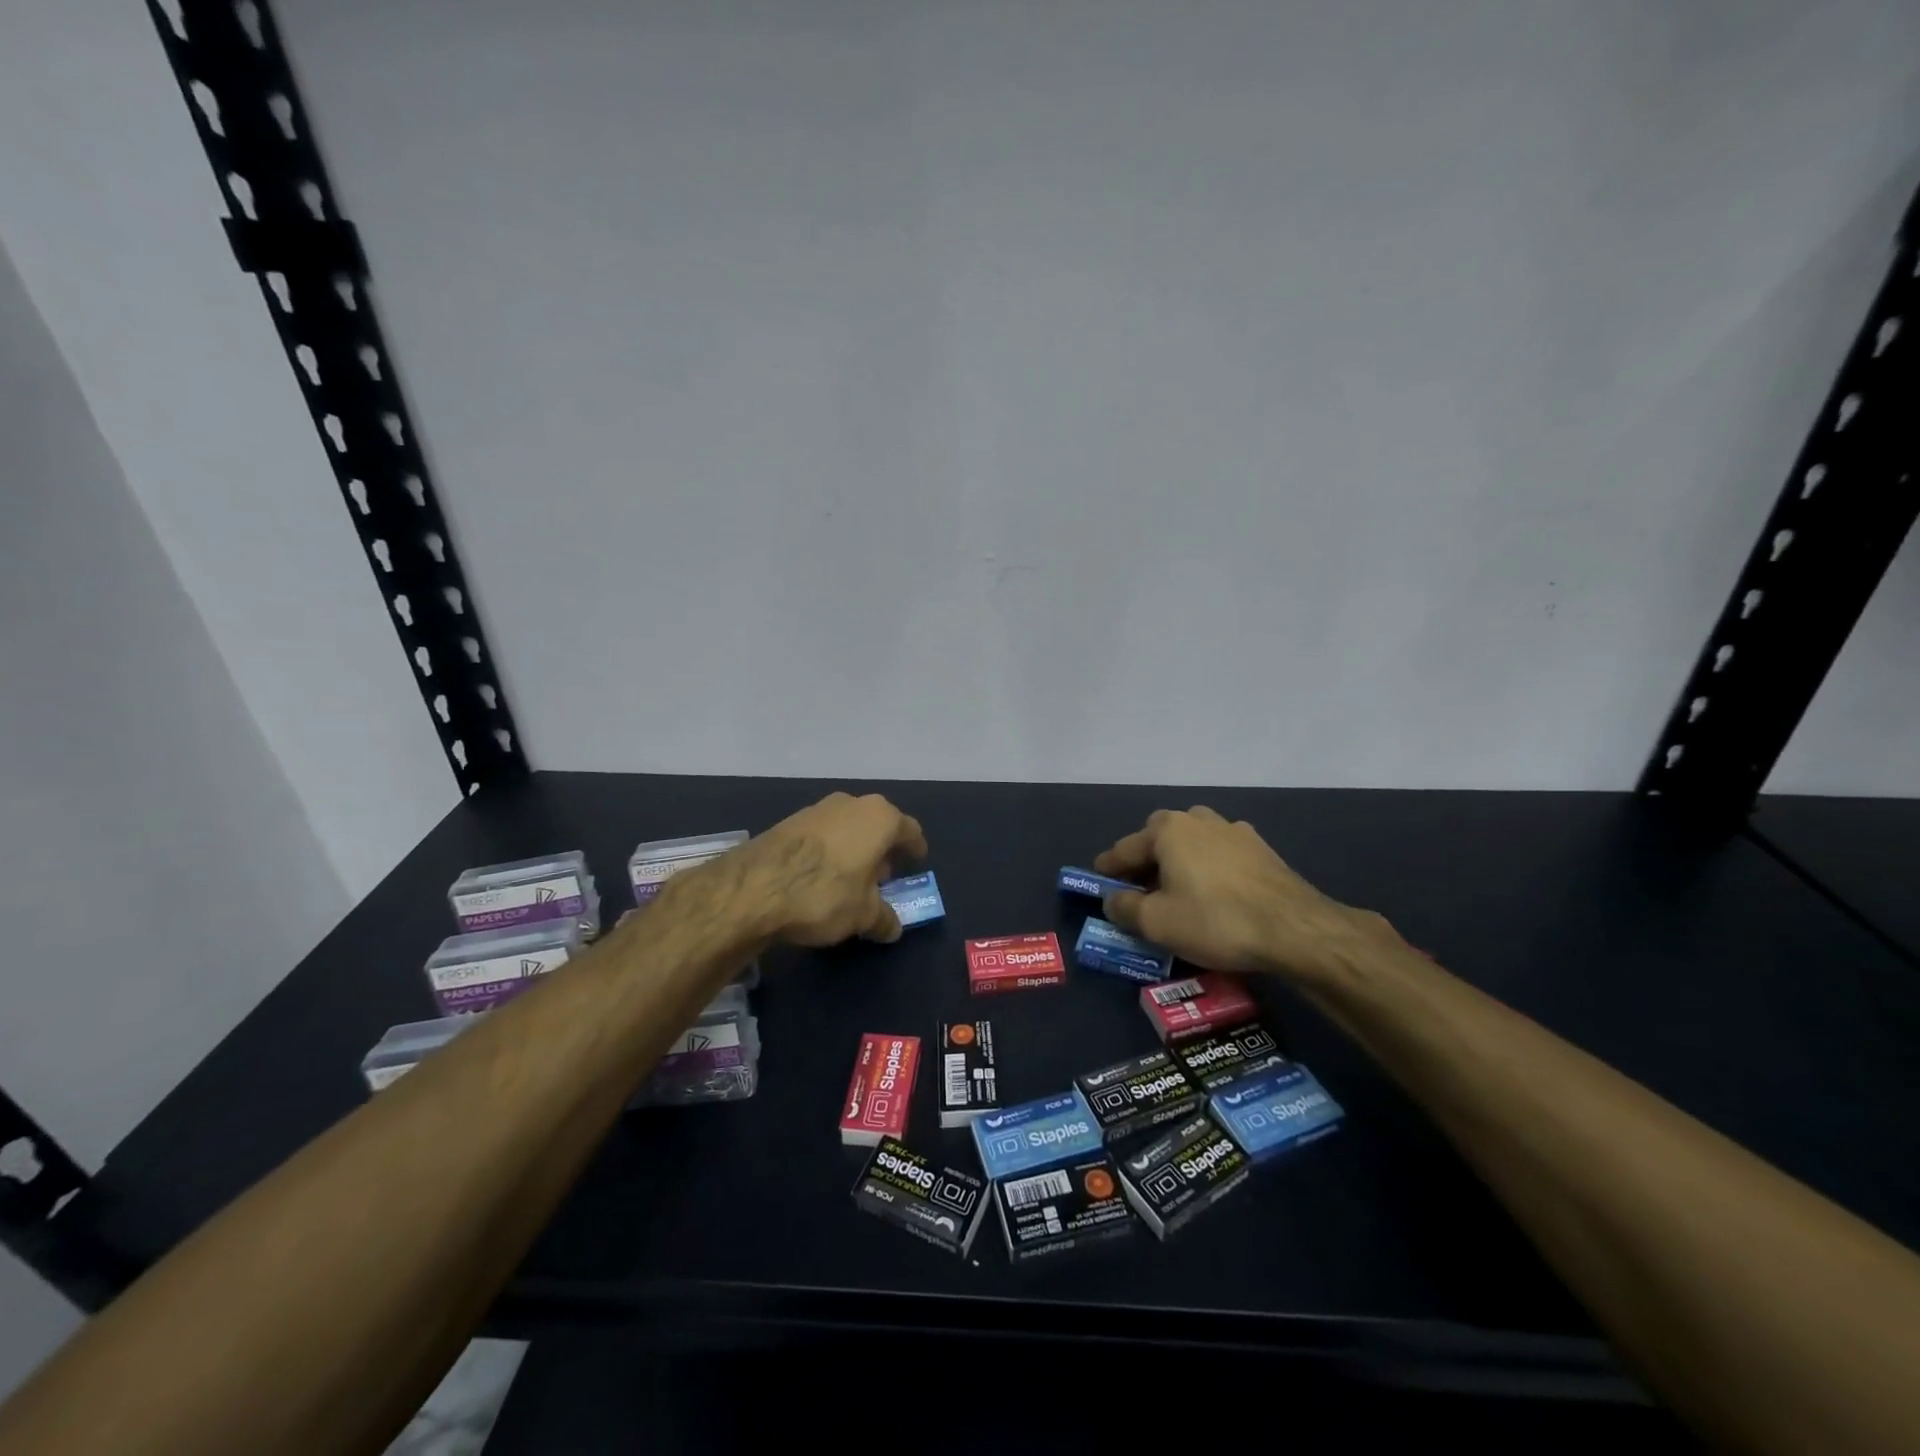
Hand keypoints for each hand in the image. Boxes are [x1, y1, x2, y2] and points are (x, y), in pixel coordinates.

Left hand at [731, 792, 927, 946]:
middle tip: (883, 876)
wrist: (754, 887)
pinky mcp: (790, 820)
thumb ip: (884, 918)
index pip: (910, 831)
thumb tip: (893, 927)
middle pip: (878, 825)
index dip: (915, 849)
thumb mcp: (863, 915)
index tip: (916, 862)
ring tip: (850, 878)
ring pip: (848, 827)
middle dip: (882, 849)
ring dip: (854, 848)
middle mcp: (852, 804)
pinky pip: (822, 834)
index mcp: (881, 818)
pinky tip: (820, 875)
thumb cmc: (824, 894)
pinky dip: (828, 850)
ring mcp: (818, 808)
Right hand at [1095, 806, 1399, 983]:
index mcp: (1168, 829)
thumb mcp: (1157, 922)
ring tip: (1178, 888)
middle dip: (1146, 858)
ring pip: (1193, 841)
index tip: (1097, 881)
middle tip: (1140, 887)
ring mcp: (1234, 831)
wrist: (1294, 929)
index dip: (1108, 868)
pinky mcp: (1261, 849)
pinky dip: (1209, 867)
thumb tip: (1112, 899)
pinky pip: (1220, 853)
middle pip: (1159, 836)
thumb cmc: (1215, 920)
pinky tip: (1215, 891)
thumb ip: (1124, 907)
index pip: (1125, 848)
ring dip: (1179, 860)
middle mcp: (1198, 819)